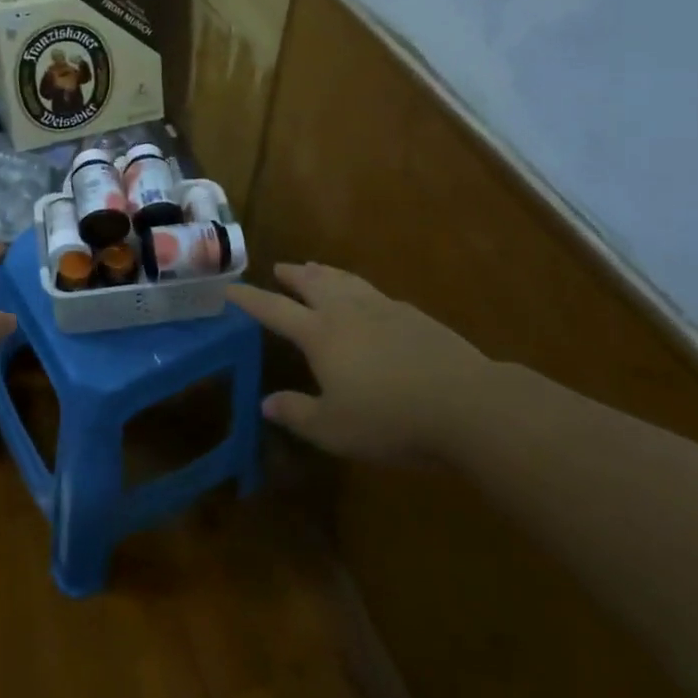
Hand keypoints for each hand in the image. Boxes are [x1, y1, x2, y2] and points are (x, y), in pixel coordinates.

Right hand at [229, 262, 490, 461]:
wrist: (465, 403)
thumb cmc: (389, 419)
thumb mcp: (333, 429)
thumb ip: (297, 414)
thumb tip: (267, 402)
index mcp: (320, 334)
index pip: (275, 310)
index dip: (251, 299)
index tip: (232, 289)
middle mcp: (346, 312)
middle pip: (312, 283)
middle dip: (292, 275)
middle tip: (280, 268)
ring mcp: (383, 308)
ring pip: (345, 280)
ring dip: (325, 272)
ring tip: (315, 267)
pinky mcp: (413, 315)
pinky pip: (374, 291)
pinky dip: (358, 286)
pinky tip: (366, 296)